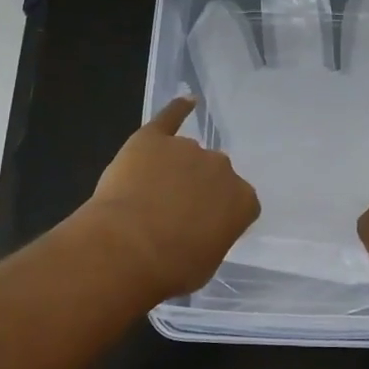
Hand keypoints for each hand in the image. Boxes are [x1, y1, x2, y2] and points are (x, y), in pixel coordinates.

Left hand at [80, 96, 260, 300]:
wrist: (126, 248)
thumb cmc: (170, 268)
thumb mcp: (206, 263)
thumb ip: (212, 236)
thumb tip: (200, 228)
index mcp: (242, 200)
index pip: (240, 202)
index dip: (220, 215)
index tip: (203, 229)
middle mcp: (221, 168)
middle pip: (214, 174)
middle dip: (198, 190)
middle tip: (174, 214)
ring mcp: (188, 149)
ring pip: (187, 155)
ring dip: (175, 170)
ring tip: (149, 195)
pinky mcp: (153, 137)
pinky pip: (170, 117)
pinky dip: (178, 109)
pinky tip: (186, 101)